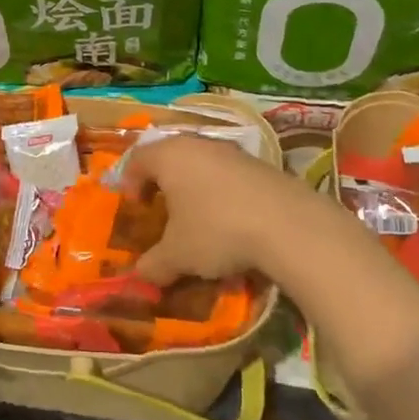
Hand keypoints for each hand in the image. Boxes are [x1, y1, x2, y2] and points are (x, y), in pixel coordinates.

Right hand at [124, 136, 334, 285]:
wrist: (288, 224)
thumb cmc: (217, 231)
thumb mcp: (178, 256)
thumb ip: (154, 264)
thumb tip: (139, 275)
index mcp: (169, 156)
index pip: (137, 159)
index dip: (130, 182)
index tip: (136, 207)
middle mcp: (197, 144)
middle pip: (170, 156)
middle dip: (163, 182)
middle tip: (162, 209)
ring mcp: (232, 151)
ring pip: (201, 163)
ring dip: (194, 186)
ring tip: (197, 217)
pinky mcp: (260, 163)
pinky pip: (228, 173)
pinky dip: (221, 192)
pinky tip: (230, 220)